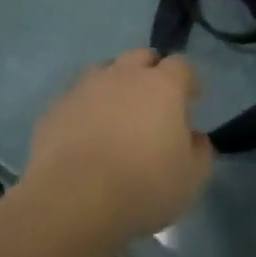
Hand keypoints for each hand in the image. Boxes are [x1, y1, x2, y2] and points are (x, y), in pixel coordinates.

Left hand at [20, 49, 211, 246]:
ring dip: (115, 85)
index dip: (188, 80)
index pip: (181, 65)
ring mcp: (85, 87)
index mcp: (162, 86)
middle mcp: (123, 75)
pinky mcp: (56, 107)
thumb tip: (194, 137)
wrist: (72, 199)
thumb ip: (199, 151)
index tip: (191, 99)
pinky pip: (76, 97)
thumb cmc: (142, 186)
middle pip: (141, 57)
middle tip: (153, 102)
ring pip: (105, 71)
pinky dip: (85, 108)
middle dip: (150, 72)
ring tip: (116, 115)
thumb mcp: (191, 179)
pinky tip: (85, 134)